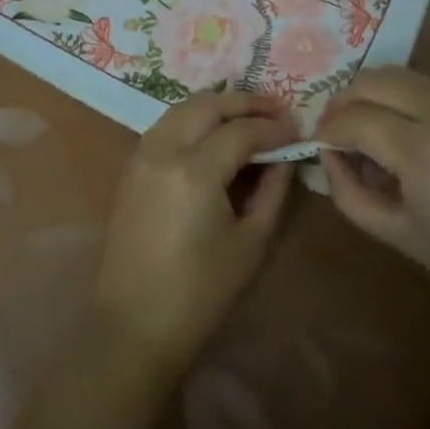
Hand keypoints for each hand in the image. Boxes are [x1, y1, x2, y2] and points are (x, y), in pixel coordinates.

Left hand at [94, 92, 295, 374]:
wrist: (134, 326)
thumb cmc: (201, 294)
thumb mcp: (250, 243)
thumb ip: (272, 191)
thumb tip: (285, 156)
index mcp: (195, 171)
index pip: (242, 131)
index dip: (273, 127)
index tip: (298, 128)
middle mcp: (164, 150)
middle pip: (208, 104)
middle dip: (245, 102)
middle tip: (276, 110)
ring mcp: (142, 155)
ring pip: (183, 107)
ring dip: (217, 105)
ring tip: (249, 115)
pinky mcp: (131, 166)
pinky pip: (166, 124)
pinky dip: (193, 118)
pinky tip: (214, 132)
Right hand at [316, 68, 429, 323]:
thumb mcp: (398, 235)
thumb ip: (350, 193)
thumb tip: (329, 156)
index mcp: (421, 150)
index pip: (355, 118)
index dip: (328, 129)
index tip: (317, 145)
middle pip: (374, 79)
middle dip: (344, 98)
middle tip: (333, 128)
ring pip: (399, 75)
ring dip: (371, 92)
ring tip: (362, 125)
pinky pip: (426, 86)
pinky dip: (399, 96)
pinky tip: (399, 129)